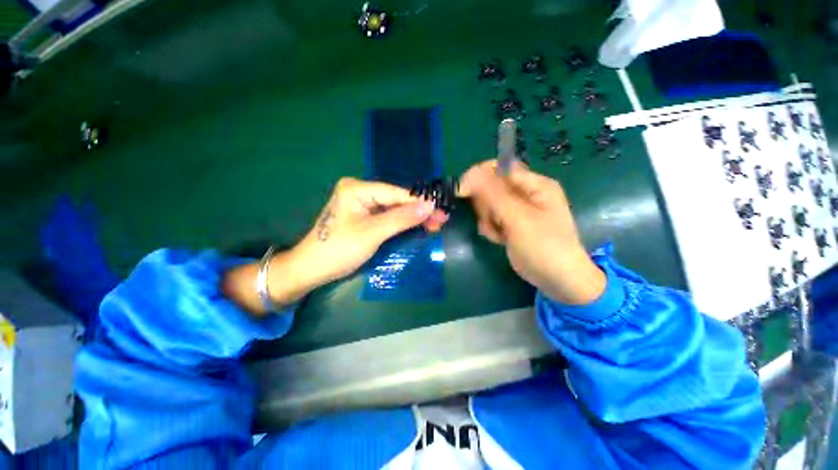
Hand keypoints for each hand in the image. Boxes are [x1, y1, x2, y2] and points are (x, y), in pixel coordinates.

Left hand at [292, 177, 449, 285]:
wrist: (311, 269)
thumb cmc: (339, 250)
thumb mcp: (373, 233)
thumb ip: (401, 218)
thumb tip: (430, 206)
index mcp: (358, 188)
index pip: (396, 193)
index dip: (420, 202)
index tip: (442, 208)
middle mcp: (360, 191)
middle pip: (396, 200)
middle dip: (418, 211)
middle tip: (441, 219)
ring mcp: (361, 203)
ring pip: (394, 208)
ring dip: (413, 217)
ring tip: (434, 224)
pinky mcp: (363, 215)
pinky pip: (387, 216)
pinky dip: (402, 222)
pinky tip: (417, 225)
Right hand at [458, 160, 605, 304]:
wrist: (557, 280)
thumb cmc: (544, 246)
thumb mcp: (518, 218)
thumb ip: (493, 194)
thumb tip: (468, 174)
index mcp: (534, 184)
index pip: (499, 168)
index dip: (479, 176)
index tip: (463, 191)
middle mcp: (525, 193)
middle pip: (491, 187)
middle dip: (486, 205)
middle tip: (494, 219)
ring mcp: (517, 210)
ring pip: (488, 204)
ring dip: (488, 219)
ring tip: (500, 233)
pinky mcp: (510, 224)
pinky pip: (490, 218)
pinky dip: (491, 228)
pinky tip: (500, 239)